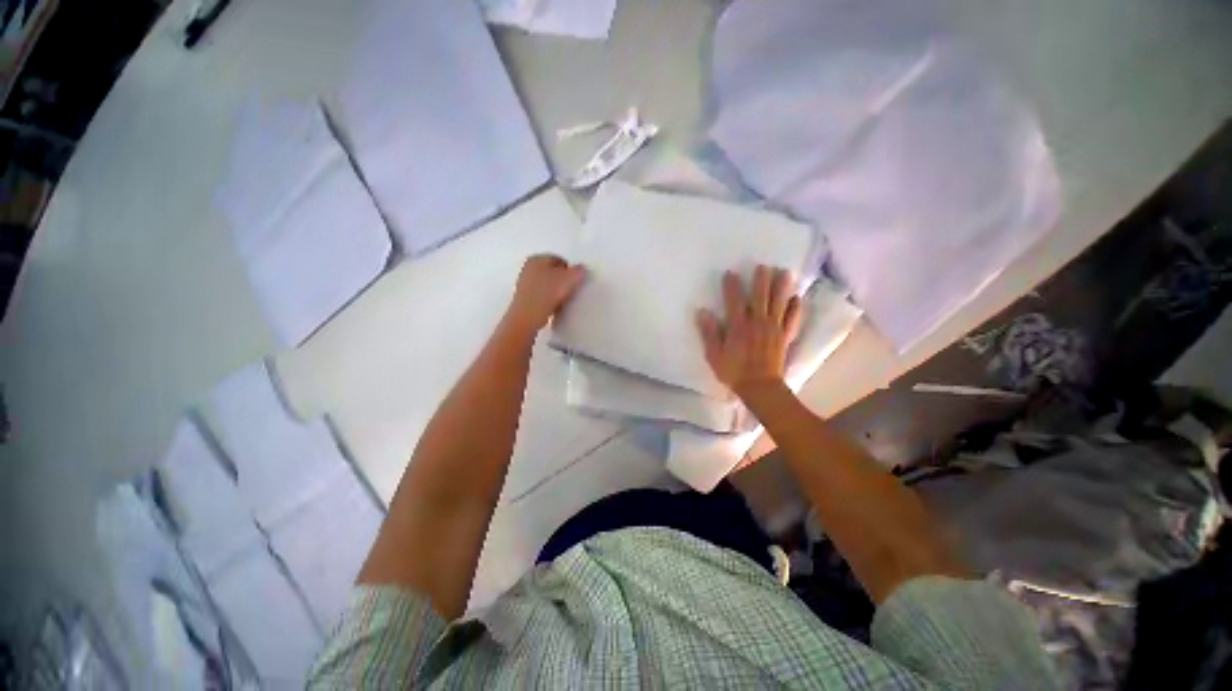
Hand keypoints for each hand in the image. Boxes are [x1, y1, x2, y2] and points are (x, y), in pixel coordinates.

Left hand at [504, 254, 585, 335]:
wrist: (528, 316)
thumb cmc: (548, 293)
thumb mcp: (570, 279)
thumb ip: (579, 271)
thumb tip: (580, 270)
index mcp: (537, 258)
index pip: (560, 260)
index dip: (570, 271)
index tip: (574, 282)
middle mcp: (528, 267)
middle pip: (552, 272)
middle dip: (562, 280)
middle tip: (569, 291)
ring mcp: (524, 283)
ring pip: (547, 284)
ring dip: (555, 291)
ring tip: (561, 300)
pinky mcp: (524, 297)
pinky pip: (541, 295)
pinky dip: (548, 299)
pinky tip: (552, 307)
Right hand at [697, 265, 802, 397]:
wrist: (760, 387)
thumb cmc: (734, 372)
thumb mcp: (714, 355)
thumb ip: (709, 333)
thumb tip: (702, 312)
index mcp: (738, 326)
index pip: (734, 301)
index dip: (732, 286)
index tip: (731, 272)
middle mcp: (757, 323)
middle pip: (760, 297)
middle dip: (761, 281)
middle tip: (764, 266)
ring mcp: (773, 329)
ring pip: (779, 304)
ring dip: (782, 288)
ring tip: (786, 273)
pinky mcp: (785, 337)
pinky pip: (792, 320)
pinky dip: (796, 309)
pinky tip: (798, 299)